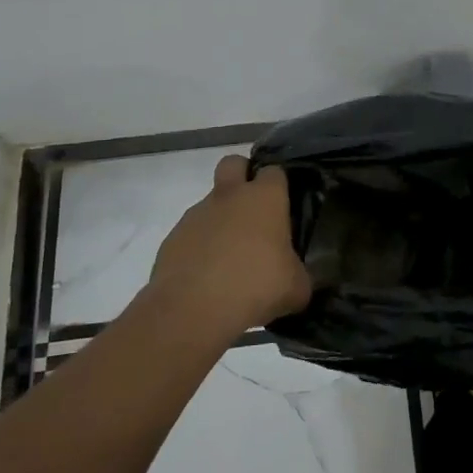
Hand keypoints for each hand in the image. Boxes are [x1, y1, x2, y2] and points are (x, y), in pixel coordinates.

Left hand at [145, 155, 311, 339]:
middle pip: (234, 163)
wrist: (193, 309)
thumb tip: (295, 276)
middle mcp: (229, 196)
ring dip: (220, 220)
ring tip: (229, 260)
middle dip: (242, 177)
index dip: (279, 185)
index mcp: (264, 198)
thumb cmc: (255, 287)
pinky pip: (191, 234)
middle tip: (252, 211)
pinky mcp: (173, 239)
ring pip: (210, 203)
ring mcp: (196, 215)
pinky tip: (207, 278)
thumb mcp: (296, 288)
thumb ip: (299, 274)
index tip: (284, 207)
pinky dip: (199, 248)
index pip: (274, 171)